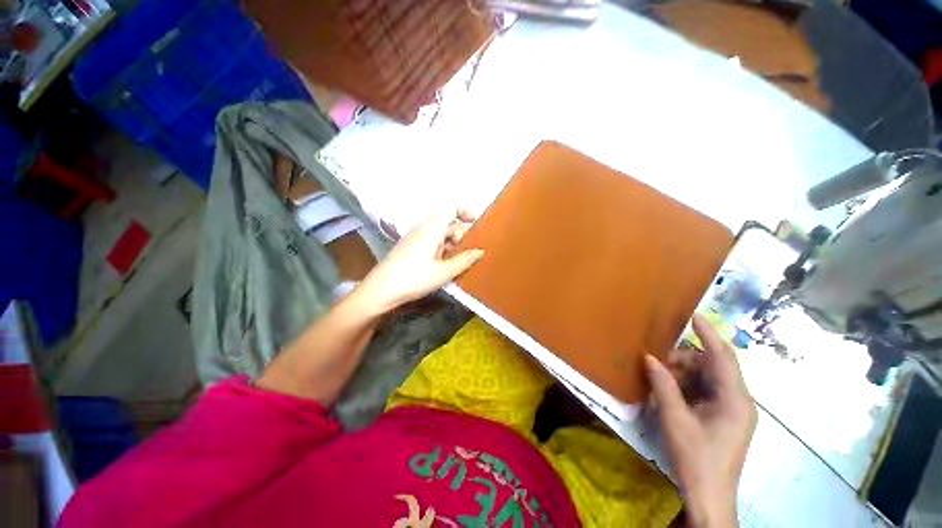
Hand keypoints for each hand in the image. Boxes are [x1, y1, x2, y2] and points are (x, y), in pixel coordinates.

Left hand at [354, 208, 483, 314]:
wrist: (381, 290)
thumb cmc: (414, 278)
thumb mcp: (444, 272)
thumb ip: (464, 260)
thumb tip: (480, 250)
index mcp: (433, 227)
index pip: (451, 206)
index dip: (466, 210)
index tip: (476, 224)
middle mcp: (424, 227)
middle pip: (448, 222)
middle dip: (461, 235)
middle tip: (469, 254)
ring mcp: (416, 236)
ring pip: (440, 233)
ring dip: (452, 244)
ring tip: (459, 262)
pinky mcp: (411, 246)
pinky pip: (432, 241)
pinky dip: (442, 249)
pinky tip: (444, 265)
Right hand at [644, 315, 756, 527]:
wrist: (709, 496)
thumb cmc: (696, 458)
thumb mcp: (675, 419)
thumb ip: (663, 385)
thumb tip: (649, 358)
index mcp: (735, 400)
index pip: (723, 357)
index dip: (709, 334)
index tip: (694, 315)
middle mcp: (738, 400)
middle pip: (712, 366)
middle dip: (684, 359)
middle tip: (657, 362)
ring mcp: (732, 409)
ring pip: (706, 377)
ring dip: (682, 373)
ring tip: (659, 379)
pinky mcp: (723, 416)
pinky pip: (704, 390)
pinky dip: (686, 386)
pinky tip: (668, 392)